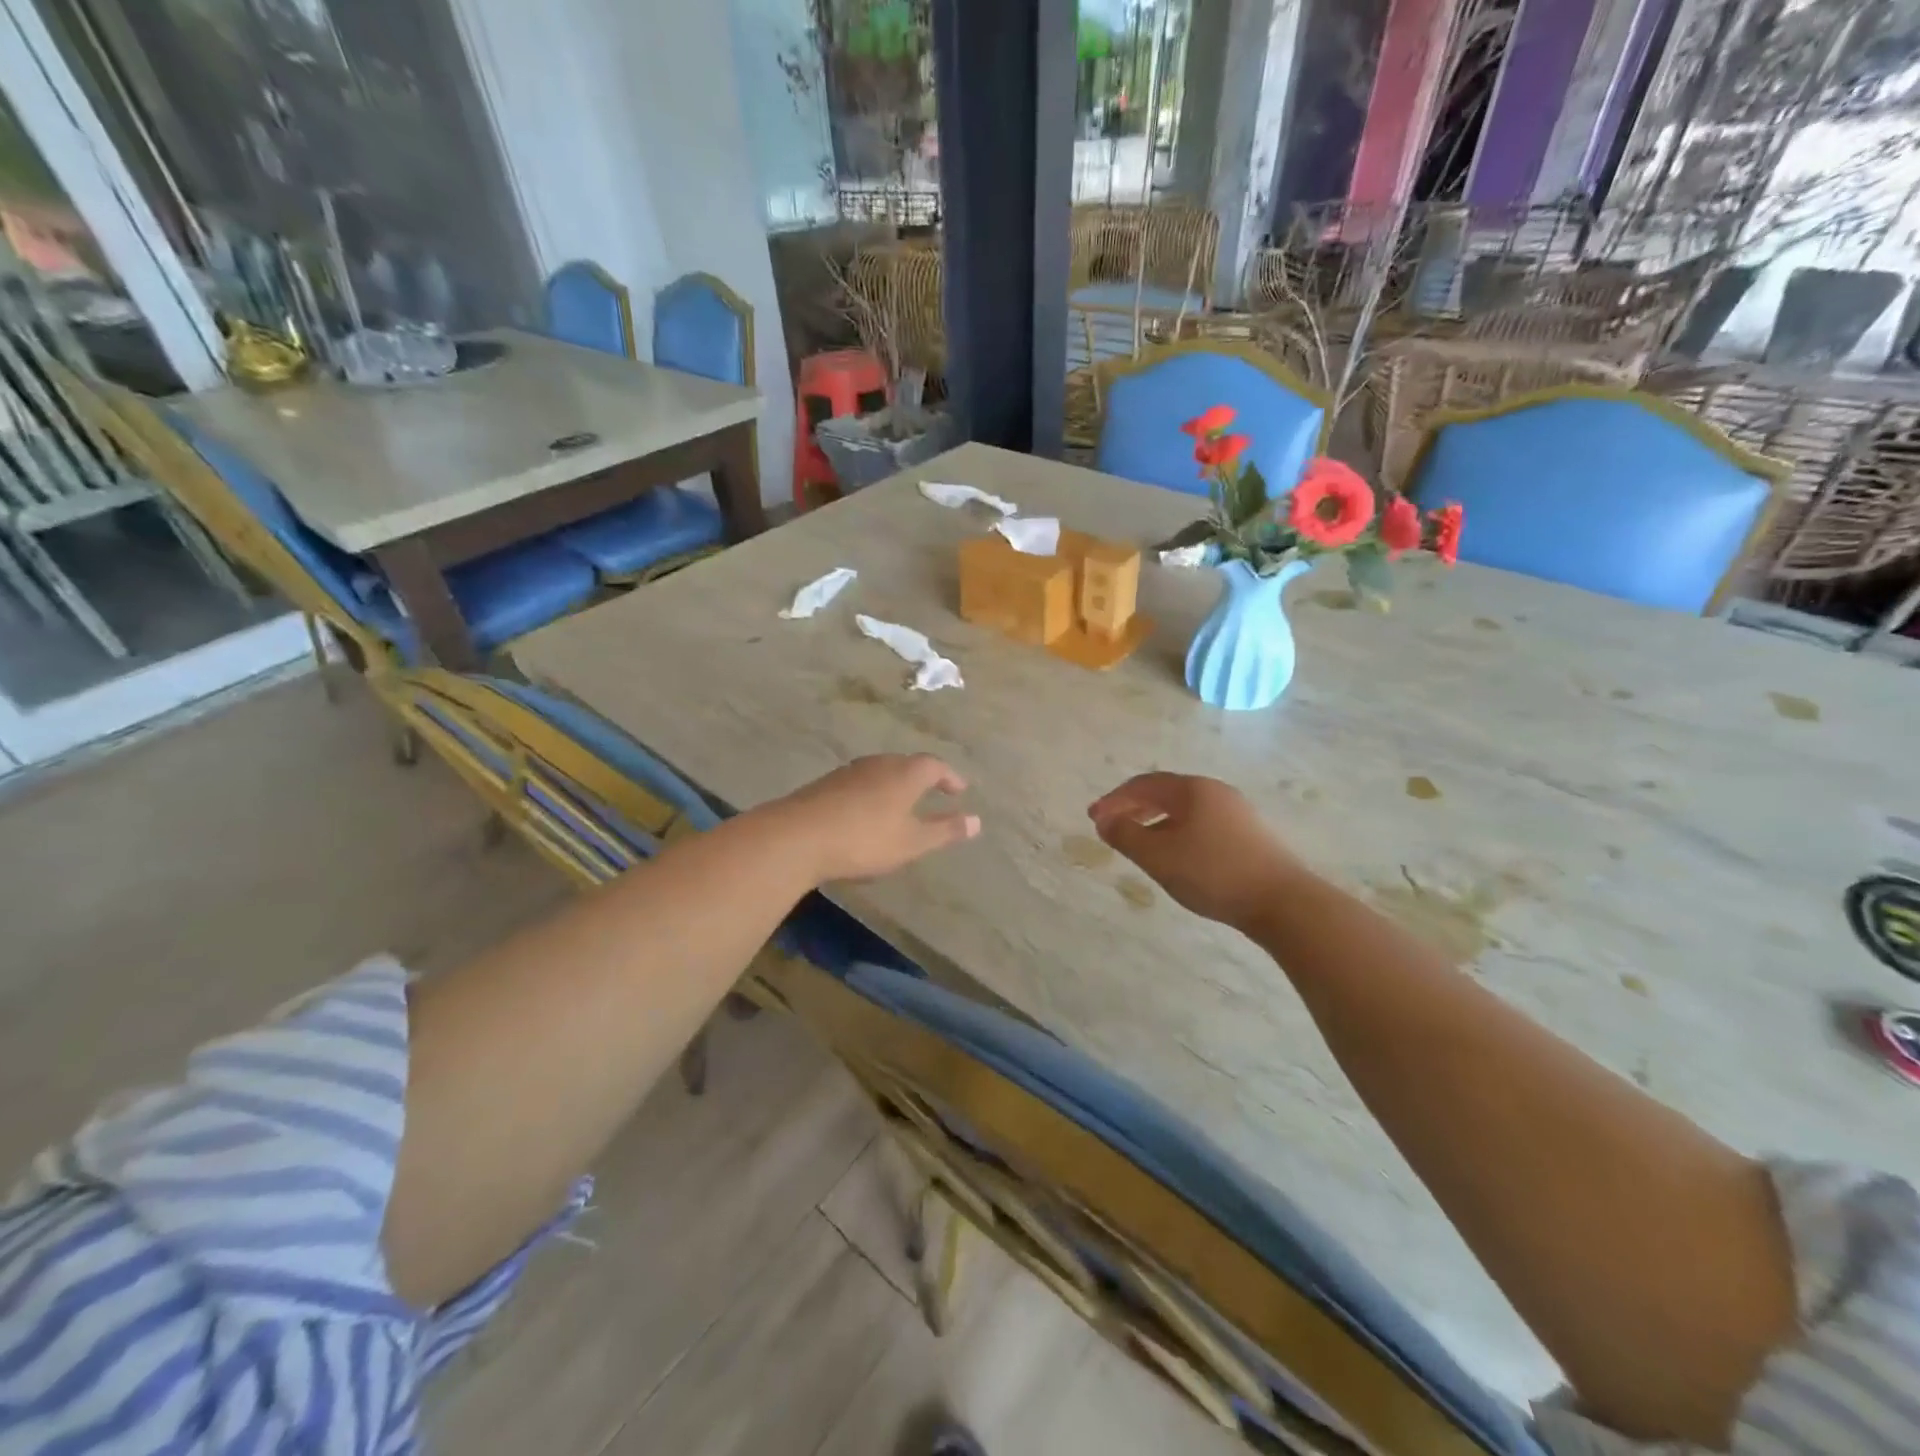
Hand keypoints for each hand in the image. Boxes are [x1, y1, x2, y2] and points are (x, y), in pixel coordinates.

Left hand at [770, 754, 979, 884]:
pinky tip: (866, 813)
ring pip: (881, 772)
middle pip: (906, 764)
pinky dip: (872, 793)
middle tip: (932, 793)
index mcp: (905, 773)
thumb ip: (945, 831)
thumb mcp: (912, 842)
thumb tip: (977, 821)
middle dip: (922, 778)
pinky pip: (860, 783)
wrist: (798, 837)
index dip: (949, 777)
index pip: (935, 766)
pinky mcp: (826, 784)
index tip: (959, 790)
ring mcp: (849, 771)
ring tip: (901, 804)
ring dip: (895, 785)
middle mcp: (879, 764)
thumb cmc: (865, 839)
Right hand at [1088, 773, 1306, 934]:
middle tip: (1111, 827)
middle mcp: (1214, 791)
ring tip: (1139, 842)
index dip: (1114, 800)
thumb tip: (1104, 820)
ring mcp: (1236, 812)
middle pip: (1164, 793)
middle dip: (1133, 808)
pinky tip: (1175, 855)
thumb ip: (1126, 835)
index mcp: (1191, 789)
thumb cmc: (1213, 873)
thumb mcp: (1159, 856)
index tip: (1093, 818)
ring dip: (1155, 821)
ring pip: (1184, 810)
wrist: (1283, 902)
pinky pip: (1201, 823)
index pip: (1143, 785)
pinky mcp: (1250, 834)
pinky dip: (1177, 831)